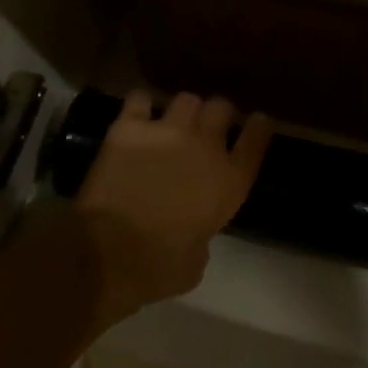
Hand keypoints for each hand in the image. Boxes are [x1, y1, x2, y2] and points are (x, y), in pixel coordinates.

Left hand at [75, 91, 271, 324]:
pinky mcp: (129, 127)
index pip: (256, 139)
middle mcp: (205, 147)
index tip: (257, 122)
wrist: (109, 252)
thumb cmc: (159, 267)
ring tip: (173, 121)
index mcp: (230, 182)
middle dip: (218, 113)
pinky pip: (139, 99)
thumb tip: (192, 233)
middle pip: (222, 107)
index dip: (258, 127)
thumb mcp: (197, 260)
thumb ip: (203, 235)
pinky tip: (137, 116)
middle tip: (208, 124)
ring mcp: (167, 131)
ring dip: (183, 110)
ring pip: (186, 99)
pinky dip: (140, 106)